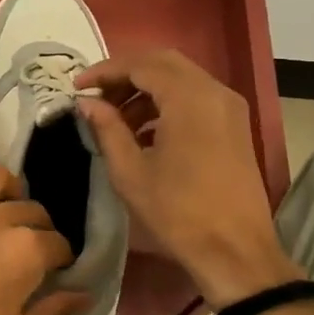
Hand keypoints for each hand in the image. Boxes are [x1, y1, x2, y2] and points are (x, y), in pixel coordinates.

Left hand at [0, 161, 86, 314]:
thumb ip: (51, 311)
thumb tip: (83, 295)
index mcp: (25, 251)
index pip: (57, 243)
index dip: (62, 259)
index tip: (59, 272)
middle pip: (31, 210)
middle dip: (41, 228)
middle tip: (36, 252)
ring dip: (10, 190)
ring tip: (11, 208)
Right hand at [77, 49, 301, 307]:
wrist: (235, 251)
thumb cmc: (178, 213)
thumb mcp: (130, 171)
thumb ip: (106, 128)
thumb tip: (86, 102)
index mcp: (188, 98)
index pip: (140, 65)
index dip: (104, 71)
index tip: (77, 86)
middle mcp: (214, 91)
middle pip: (163, 63)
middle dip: (125, 74)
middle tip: (96, 96)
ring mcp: (229, 107)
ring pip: (181, 78)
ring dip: (146, 89)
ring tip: (116, 118)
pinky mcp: (235, 125)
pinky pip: (196, 97)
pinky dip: (167, 102)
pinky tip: (145, 132)